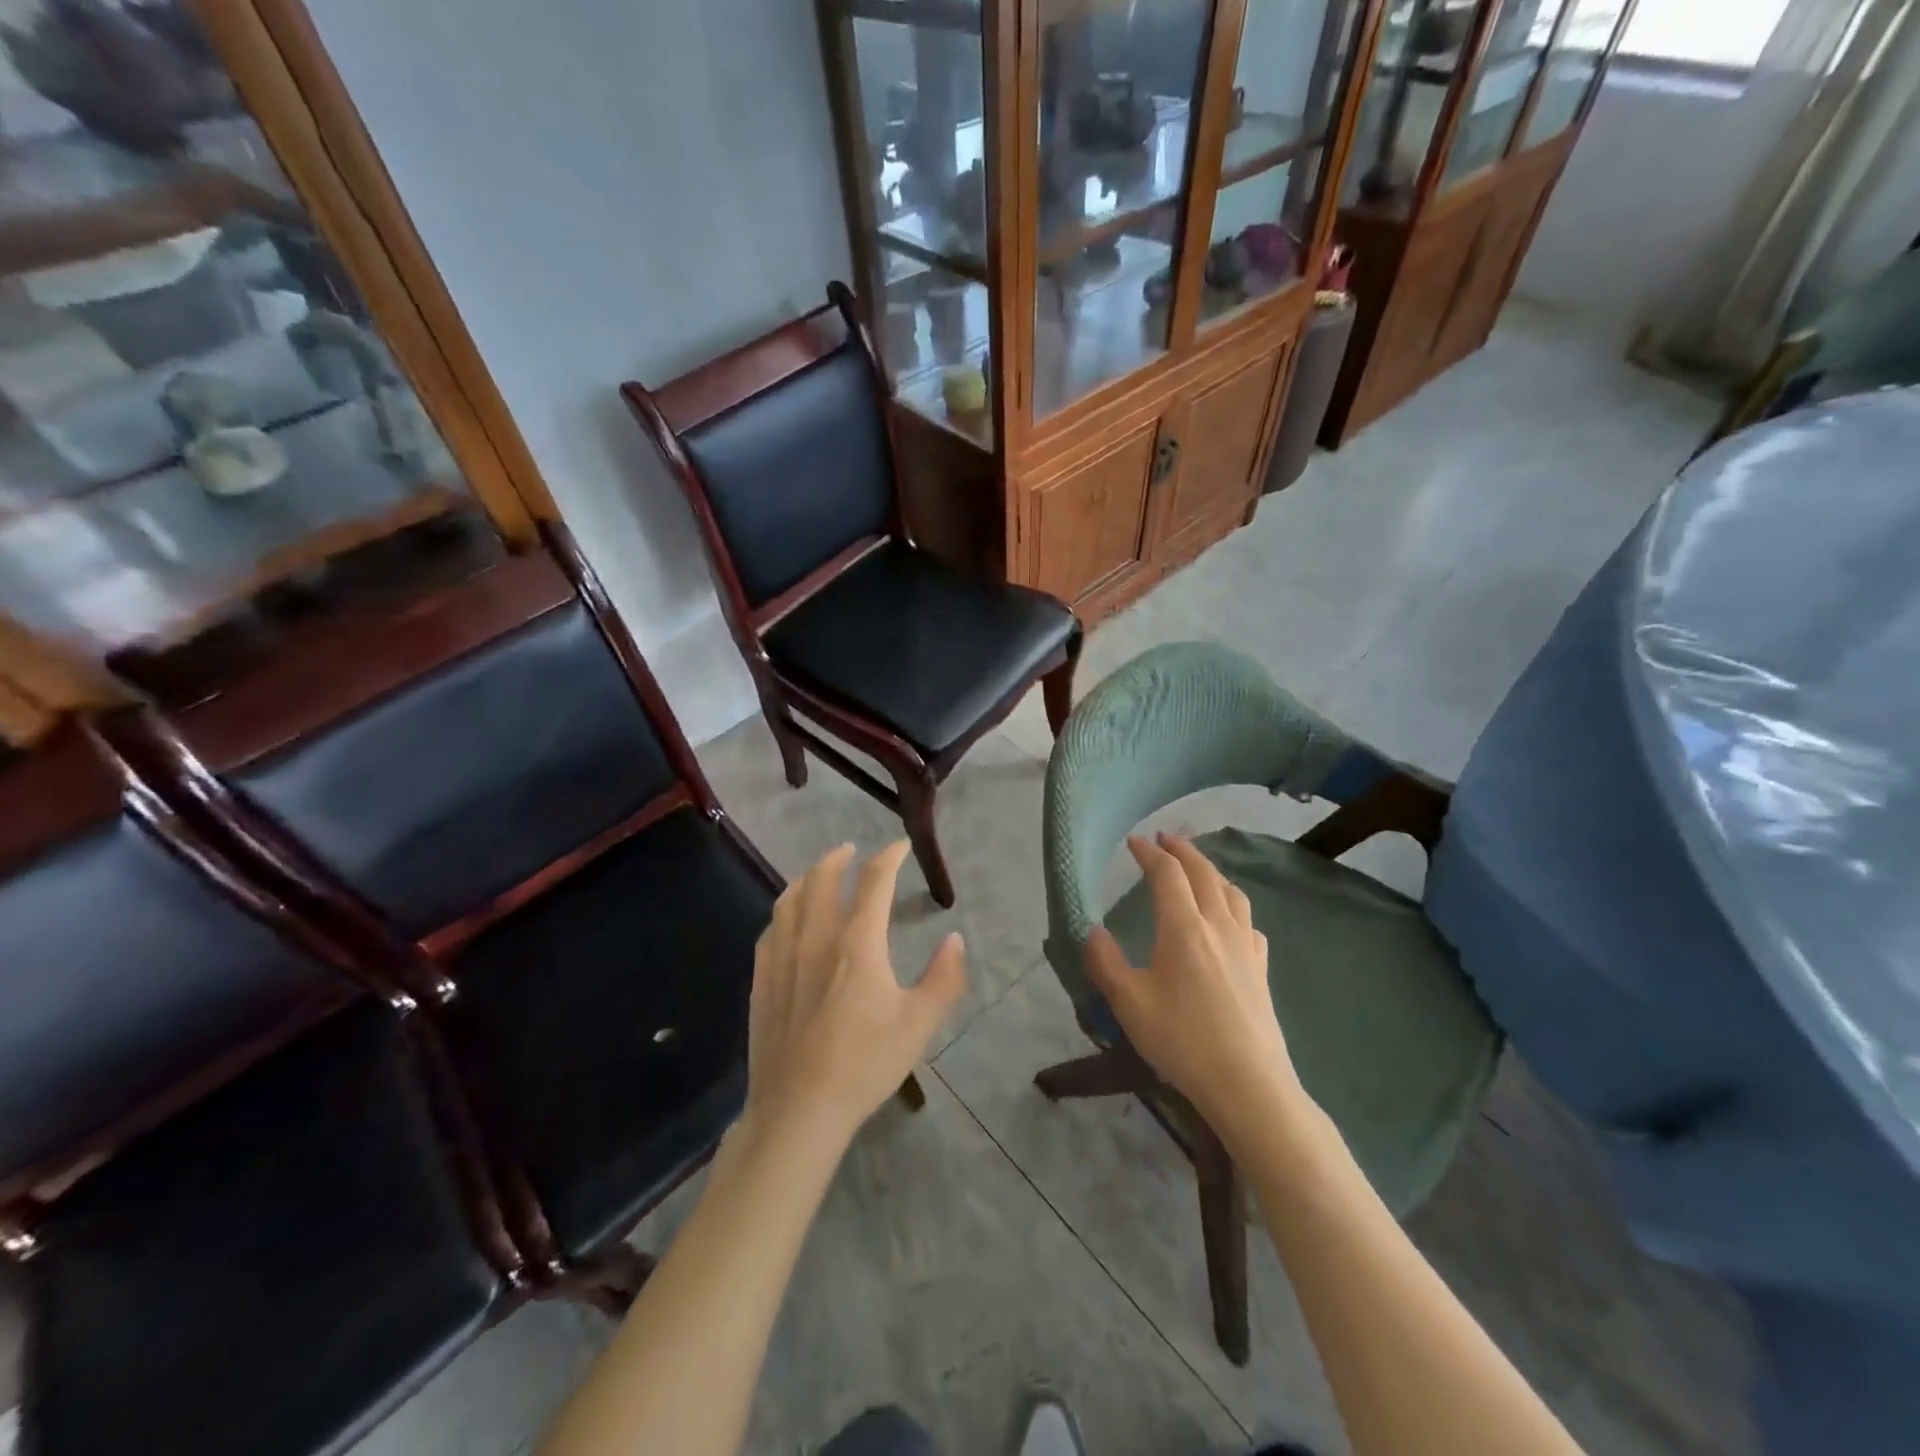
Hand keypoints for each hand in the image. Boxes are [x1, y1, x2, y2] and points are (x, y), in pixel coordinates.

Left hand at [743, 842, 965, 1149]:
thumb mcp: (920, 1023)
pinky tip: (788, 920)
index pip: (874, 881)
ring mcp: (783, 957)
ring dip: (807, 877)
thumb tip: (954, 939)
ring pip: (790, 899)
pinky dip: (784, 911)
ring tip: (818, 874)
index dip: (889, 856)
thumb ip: (944, 977)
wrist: (799, 1108)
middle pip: (823, 878)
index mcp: (858, 941)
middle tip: (850, 849)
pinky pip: (771, 929)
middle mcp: (817, 937)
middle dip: (838, 857)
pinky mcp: (762, 980)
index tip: (899, 845)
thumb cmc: (865, 1063)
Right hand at [1085, 833, 1301, 1136]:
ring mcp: (1245, 945)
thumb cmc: (1182, 1041)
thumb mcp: (1129, 1004)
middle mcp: (1218, 925)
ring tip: (1196, 867)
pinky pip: (1247, 919)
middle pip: (1203, 872)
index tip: (1134, 842)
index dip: (1149, 853)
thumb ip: (1106, 962)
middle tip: (1165, 838)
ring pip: (1230, 891)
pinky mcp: (1260, 967)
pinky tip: (1229, 917)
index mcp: (1184, 927)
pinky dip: (1232, 902)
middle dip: (1182, 850)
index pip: (1167, 874)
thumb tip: (1091, 930)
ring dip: (1210, 869)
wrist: (1249, 1084)